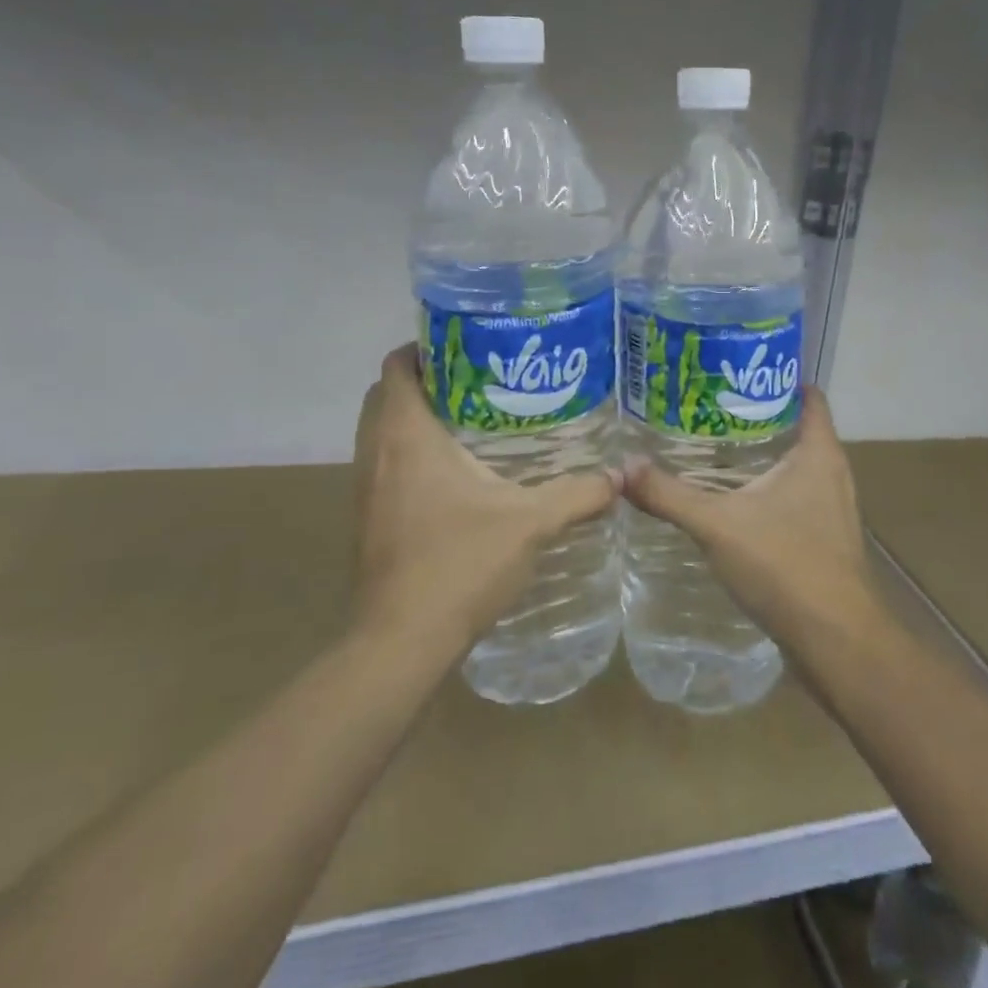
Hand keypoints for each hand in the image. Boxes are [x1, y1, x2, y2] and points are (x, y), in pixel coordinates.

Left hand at [351, 345, 619, 654]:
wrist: (401, 641)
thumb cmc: (459, 564)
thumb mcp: (530, 522)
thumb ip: (578, 493)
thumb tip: (621, 475)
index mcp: (407, 435)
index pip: (398, 365)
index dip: (425, 346)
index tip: (468, 345)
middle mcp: (377, 452)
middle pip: (387, 393)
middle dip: (427, 380)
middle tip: (480, 380)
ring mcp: (367, 488)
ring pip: (382, 431)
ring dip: (417, 418)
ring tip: (474, 419)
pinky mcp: (369, 518)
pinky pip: (385, 464)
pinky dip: (411, 454)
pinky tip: (458, 475)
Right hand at [623, 389, 880, 648]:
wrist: (837, 640)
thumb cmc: (786, 565)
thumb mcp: (718, 525)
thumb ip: (670, 495)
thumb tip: (623, 467)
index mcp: (818, 453)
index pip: (808, 395)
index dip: (777, 377)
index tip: (737, 370)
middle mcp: (833, 473)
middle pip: (799, 427)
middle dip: (758, 415)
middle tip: (710, 406)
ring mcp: (833, 508)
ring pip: (798, 465)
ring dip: (763, 454)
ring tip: (715, 447)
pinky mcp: (826, 539)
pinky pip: (797, 497)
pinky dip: (769, 489)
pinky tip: (735, 500)